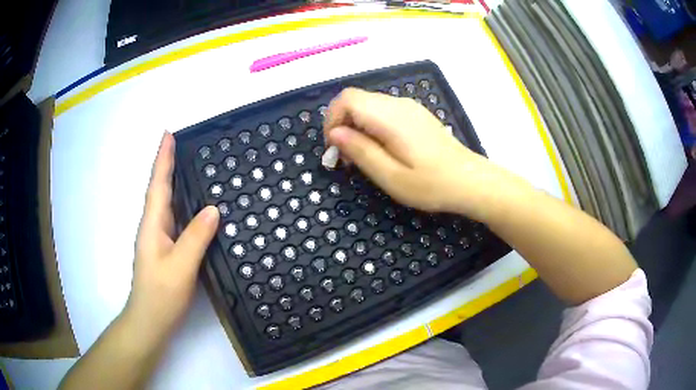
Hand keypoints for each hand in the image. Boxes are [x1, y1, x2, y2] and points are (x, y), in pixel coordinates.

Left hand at [124, 132, 218, 345]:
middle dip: (168, 165)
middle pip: (160, 189)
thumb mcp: (181, 266)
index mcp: (153, 224)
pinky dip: (182, 205)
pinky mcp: (165, 249)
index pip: (158, 184)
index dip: (163, 159)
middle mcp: (153, 226)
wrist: (151, 320)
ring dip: (174, 182)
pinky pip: (175, 219)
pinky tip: (193, 206)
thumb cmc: (161, 293)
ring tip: (189, 167)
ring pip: (167, 204)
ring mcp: (158, 238)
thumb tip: (213, 209)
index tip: (169, 134)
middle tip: (183, 145)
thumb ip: (196, 237)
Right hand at [323, 88, 500, 217]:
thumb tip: (335, 133)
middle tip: (348, 159)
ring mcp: (409, 107)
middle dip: (342, 125)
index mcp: (390, 116)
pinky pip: (383, 112)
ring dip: (356, 127)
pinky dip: (372, 127)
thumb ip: (361, 151)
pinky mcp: (415, 115)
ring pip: (368, 106)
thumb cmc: (432, 184)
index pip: (347, 99)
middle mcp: (398, 104)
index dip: (332, 120)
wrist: (470, 181)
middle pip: (355, 100)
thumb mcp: (391, 176)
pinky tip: (382, 150)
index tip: (335, 149)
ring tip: (364, 158)